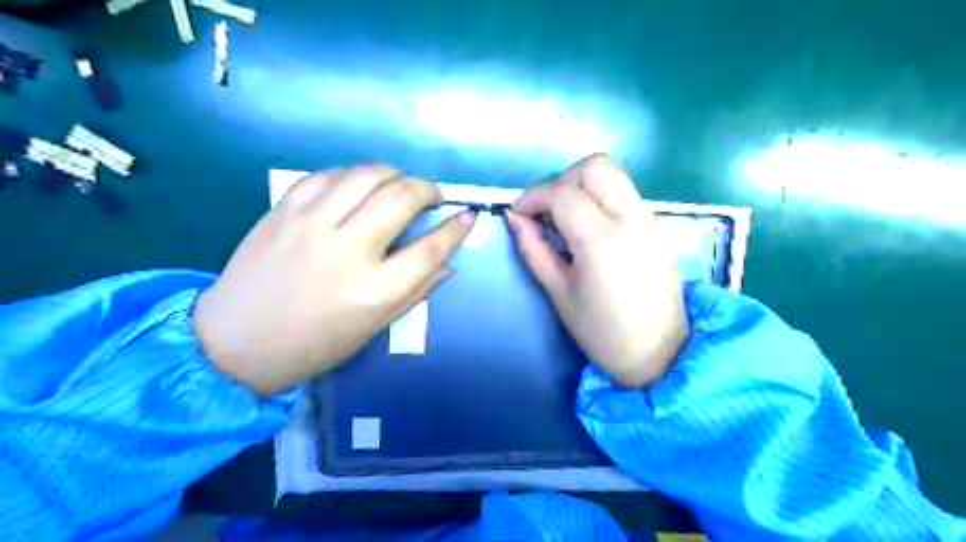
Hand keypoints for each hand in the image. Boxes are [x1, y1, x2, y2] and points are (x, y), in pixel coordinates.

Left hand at [192, 163, 474, 395]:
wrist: (233, 343)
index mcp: (373, 290)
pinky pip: (329, 175)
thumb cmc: (313, 345)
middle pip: (401, 197)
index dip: (455, 229)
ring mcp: (311, 224)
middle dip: (427, 189)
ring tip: (400, 185)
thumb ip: (414, 291)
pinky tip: (360, 186)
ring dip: (394, 174)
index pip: (430, 248)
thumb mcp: (373, 327)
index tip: (467, 216)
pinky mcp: (283, 210)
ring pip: (366, 175)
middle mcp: (346, 250)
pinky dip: (354, 174)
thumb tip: (447, 264)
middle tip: (433, 196)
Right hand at [506, 154, 686, 387]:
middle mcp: (632, 218)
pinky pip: (624, 194)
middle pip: (595, 167)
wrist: (660, 354)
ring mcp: (650, 219)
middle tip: (545, 211)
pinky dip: (600, 197)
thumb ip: (534, 249)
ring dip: (581, 186)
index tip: (517, 214)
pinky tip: (587, 227)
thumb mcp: (559, 292)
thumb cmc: (602, 331)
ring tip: (563, 218)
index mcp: (602, 239)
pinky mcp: (657, 225)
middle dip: (561, 180)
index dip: (533, 197)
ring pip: (613, 176)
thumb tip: (514, 218)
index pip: (563, 194)